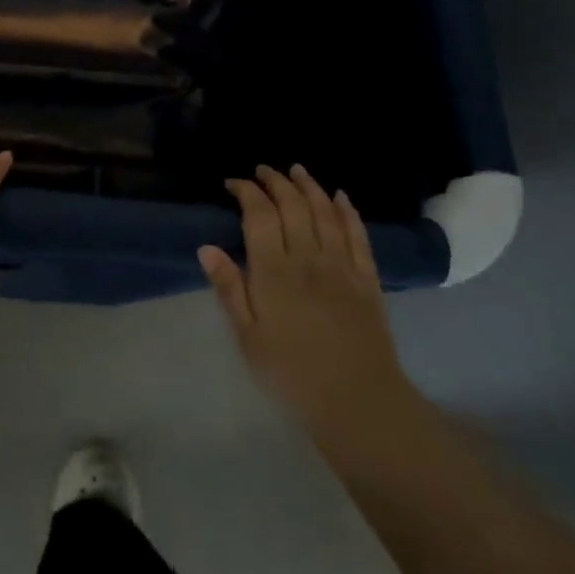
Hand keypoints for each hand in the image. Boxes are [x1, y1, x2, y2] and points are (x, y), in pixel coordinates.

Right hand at [200, 165, 422, 450]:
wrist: (358, 403)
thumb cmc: (292, 374)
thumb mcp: (248, 337)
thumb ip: (229, 288)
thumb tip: (206, 247)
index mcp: (274, 272)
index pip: (259, 215)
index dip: (247, 191)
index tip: (233, 183)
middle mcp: (308, 258)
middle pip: (293, 206)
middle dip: (276, 182)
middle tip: (263, 170)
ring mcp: (342, 266)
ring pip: (325, 213)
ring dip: (310, 186)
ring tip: (297, 170)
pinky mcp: (368, 279)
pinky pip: (358, 235)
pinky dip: (348, 211)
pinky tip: (341, 197)